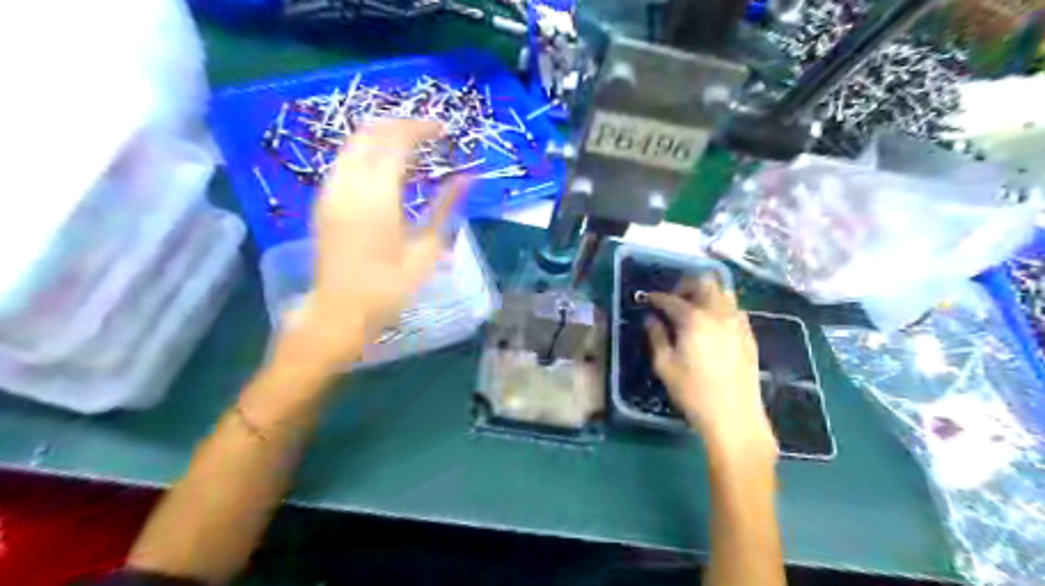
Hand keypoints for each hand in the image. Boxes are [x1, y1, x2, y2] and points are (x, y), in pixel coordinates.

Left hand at [285, 120, 467, 369]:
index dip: (421, 128)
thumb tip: (468, 178)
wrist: (340, 310)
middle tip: (429, 132)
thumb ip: (446, 208)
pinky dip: (367, 151)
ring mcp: (331, 190)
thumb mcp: (426, 249)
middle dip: (401, 124)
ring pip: (353, 142)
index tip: (444, 128)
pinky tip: (386, 166)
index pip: (397, 142)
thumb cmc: (390, 287)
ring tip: (411, 145)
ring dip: (382, 135)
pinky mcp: (324, 199)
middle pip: (370, 132)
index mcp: (376, 197)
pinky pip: (345, 159)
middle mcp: (348, 184)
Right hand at [646, 278, 773, 452]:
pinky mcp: (749, 335)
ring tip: (693, 309)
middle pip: (705, 282)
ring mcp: (738, 323)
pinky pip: (735, 309)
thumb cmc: (693, 392)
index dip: (656, 297)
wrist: (734, 416)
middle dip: (686, 285)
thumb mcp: (665, 366)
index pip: (671, 299)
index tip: (647, 299)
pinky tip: (712, 325)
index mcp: (694, 319)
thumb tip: (650, 319)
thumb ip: (656, 336)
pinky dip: (721, 307)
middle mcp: (718, 314)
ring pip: (724, 292)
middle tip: (673, 299)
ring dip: (706, 293)